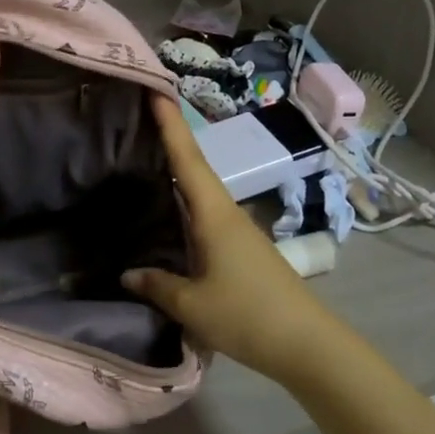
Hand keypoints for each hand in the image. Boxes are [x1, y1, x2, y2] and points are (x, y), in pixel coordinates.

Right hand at [123, 95, 351, 386]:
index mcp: (214, 214)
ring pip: (200, 192)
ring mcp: (237, 231)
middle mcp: (226, 213)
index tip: (155, 89)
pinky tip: (169, 211)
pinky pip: (205, 215)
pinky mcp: (241, 250)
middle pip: (194, 168)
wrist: (306, 343)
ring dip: (177, 171)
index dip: (170, 124)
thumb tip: (128, 272)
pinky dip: (184, 203)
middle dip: (169, 140)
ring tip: (144, 157)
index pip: (188, 158)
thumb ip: (157, 285)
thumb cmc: (247, 315)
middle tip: (137, 118)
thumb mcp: (192, 305)